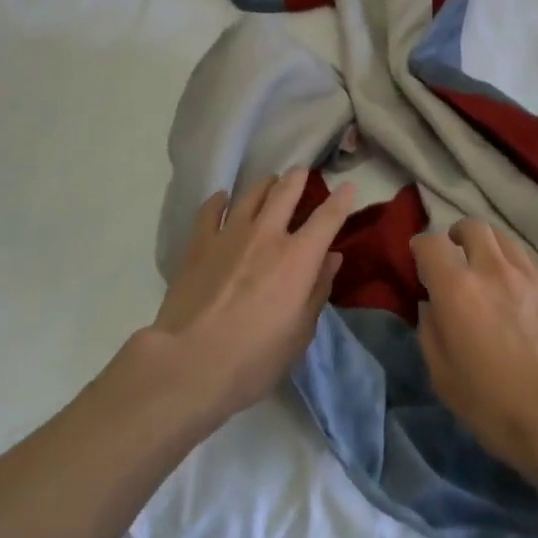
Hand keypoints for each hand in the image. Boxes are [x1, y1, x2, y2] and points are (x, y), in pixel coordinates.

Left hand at [140, 168, 354, 428]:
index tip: (349, 187)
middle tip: (301, 173)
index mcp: (298, 258)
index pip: (328, 218)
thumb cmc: (254, 359)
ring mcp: (230, 235)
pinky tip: (222, 198)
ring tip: (269, 182)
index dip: (341, 199)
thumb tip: (331, 258)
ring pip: (251, 194)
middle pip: (286, 192)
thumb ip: (317, 290)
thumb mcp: (299, 334)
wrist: (188, 364)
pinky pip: (211, 210)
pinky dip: (220, 200)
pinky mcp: (198, 244)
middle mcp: (267, 235)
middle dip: (298, 178)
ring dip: (265, 185)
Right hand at [413, 219, 537, 482]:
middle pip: (472, 227)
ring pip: (505, 239)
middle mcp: (492, 269)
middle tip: (457, 256)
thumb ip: (430, 332)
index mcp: (457, 289)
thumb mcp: (443, 377)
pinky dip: (517, 265)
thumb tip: (431, 306)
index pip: (431, 243)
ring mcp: (530, 274)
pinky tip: (519, 289)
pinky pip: (531, 260)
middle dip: (458, 236)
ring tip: (489, 269)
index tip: (420, 260)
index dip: (421, 247)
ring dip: (489, 247)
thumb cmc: (494, 404)